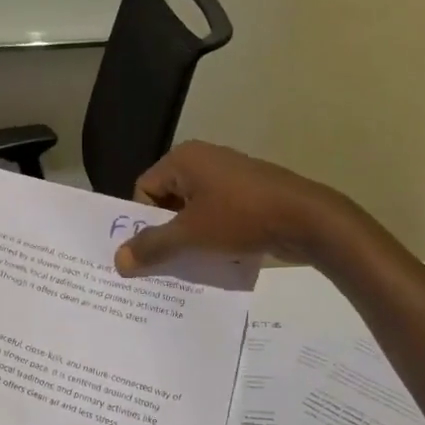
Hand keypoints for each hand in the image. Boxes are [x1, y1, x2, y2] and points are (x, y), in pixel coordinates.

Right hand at [114, 142, 343, 274]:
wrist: (307, 219)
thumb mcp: (190, 236)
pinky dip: (213, 236)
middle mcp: (202, 160)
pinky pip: (217, 215)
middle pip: (167, 201)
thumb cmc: (240, 218)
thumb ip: (152, 247)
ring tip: (192, 265)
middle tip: (166, 263)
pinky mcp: (248, 193)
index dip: (144, 222)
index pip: (143, 190)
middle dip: (166, 232)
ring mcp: (228, 176)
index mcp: (183, 159)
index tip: (155, 250)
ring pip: (193, 211)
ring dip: (190, 238)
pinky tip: (219, 258)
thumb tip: (118, 261)